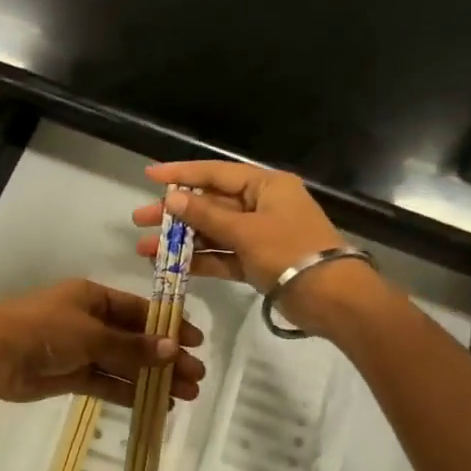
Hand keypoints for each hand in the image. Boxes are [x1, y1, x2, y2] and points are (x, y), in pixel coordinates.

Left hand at [0, 279, 205, 405]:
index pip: (138, 310)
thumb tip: (171, 349)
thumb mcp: (91, 333)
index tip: (195, 342)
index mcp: (91, 297)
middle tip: (196, 376)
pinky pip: (106, 382)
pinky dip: (128, 391)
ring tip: (186, 395)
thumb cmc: (44, 329)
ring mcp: (78, 349)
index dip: (167, 326)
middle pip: (134, 339)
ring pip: (123, 363)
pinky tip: (155, 404)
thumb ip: (130, 346)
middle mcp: (88, 320)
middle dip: (165, 357)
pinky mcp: (69, 375)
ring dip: (152, 377)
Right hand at [132, 161, 376, 327]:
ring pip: (211, 232)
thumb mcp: (245, 230)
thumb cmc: (290, 251)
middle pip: (210, 204)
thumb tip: (172, 198)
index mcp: (265, 186)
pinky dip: (197, 259)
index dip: (180, 173)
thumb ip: (206, 215)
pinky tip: (168, 264)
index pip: (215, 173)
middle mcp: (261, 205)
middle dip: (174, 213)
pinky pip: (221, 255)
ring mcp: (258, 235)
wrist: (331, 298)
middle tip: (139, 218)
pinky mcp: (255, 262)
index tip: (149, 175)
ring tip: (144, 247)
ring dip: (180, 240)